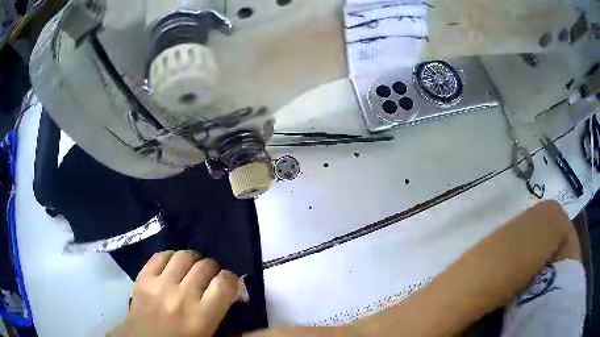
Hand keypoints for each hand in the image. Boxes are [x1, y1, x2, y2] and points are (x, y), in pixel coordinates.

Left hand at [123, 250, 238, 336]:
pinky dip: (170, 257)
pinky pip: (160, 256)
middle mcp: (182, 296)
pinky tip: (172, 265)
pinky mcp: (143, 278)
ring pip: (183, 256)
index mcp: (202, 316)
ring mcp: (160, 285)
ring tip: (191, 268)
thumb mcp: (208, 335)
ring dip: (193, 259)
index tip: (227, 283)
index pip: (225, 283)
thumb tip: (234, 294)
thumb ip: (221, 314)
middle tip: (209, 276)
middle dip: (212, 268)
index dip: (230, 279)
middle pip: (205, 266)